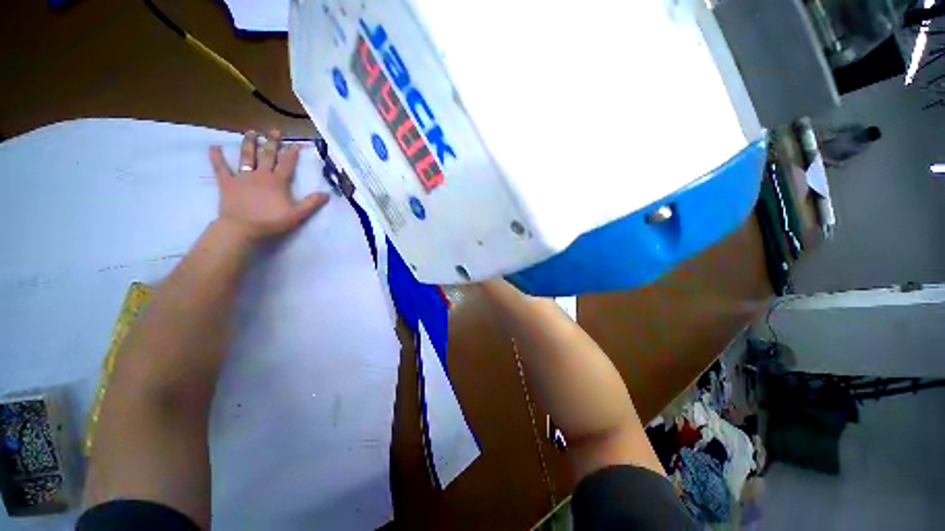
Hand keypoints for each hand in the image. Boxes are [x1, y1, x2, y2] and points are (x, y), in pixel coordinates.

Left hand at [209, 129, 328, 243]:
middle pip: (267, 155)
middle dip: (272, 142)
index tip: (296, 143)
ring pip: (246, 156)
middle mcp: (261, 174)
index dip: (292, 153)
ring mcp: (242, 177)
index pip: (287, 164)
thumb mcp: (297, 215)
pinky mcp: (227, 183)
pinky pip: (220, 168)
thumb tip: (327, 194)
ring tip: (251, 132)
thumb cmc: (271, 221)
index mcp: (277, 181)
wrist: (241, 228)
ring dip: (249, 144)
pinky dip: (217, 157)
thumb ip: (311, 203)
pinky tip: (214, 147)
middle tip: (274, 130)